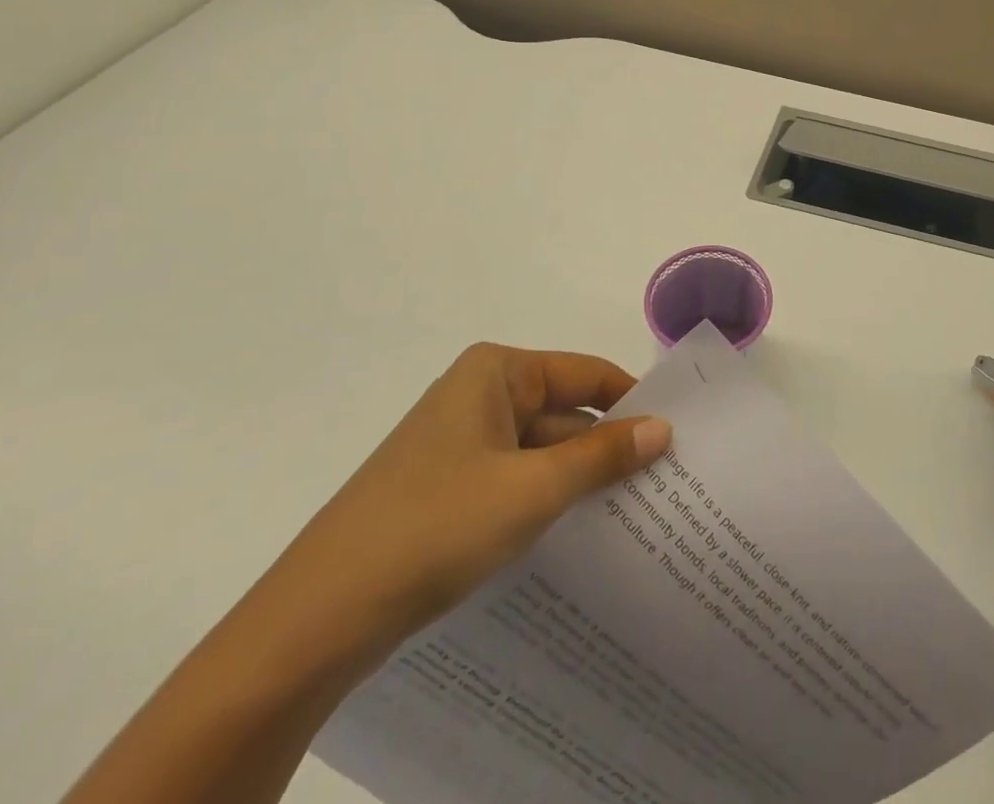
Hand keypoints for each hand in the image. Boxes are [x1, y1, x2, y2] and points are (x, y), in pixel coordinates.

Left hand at [256, 344, 671, 665]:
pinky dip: (545, 502)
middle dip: (608, 448)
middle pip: (564, 412)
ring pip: (540, 453)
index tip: (676, 435)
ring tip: (636, 514)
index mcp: (496, 373)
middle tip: (666, 483)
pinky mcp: (446, 490)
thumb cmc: (435, 527)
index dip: (632, 402)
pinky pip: (513, 482)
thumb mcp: (533, 489)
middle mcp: (478, 396)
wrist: (316, 621)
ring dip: (579, 480)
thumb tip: (663, 429)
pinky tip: (578, 536)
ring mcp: (459, 445)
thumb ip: (602, 455)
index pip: (586, 373)